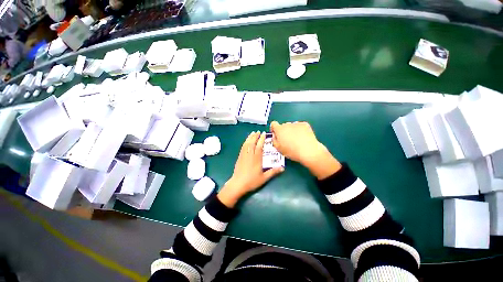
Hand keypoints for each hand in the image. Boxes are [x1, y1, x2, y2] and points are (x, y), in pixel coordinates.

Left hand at [218, 131, 283, 206]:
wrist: (238, 184)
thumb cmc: (252, 181)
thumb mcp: (264, 177)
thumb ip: (273, 172)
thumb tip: (283, 168)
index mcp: (257, 158)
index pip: (259, 146)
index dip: (262, 139)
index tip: (263, 133)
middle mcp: (250, 154)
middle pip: (252, 142)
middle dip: (255, 136)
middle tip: (258, 131)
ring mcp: (244, 155)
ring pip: (247, 144)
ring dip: (250, 137)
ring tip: (252, 133)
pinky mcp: (239, 157)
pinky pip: (243, 147)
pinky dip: (245, 142)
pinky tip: (246, 141)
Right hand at [270, 121, 340, 179]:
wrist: (308, 151)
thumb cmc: (292, 151)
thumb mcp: (278, 149)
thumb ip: (274, 140)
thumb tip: (275, 136)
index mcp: (279, 130)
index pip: (273, 124)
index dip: (274, 129)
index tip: (276, 134)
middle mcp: (287, 124)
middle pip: (283, 126)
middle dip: (284, 131)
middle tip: (287, 140)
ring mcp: (296, 124)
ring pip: (291, 126)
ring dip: (292, 131)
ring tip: (296, 140)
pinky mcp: (305, 124)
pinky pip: (299, 126)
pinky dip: (300, 130)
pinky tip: (302, 138)